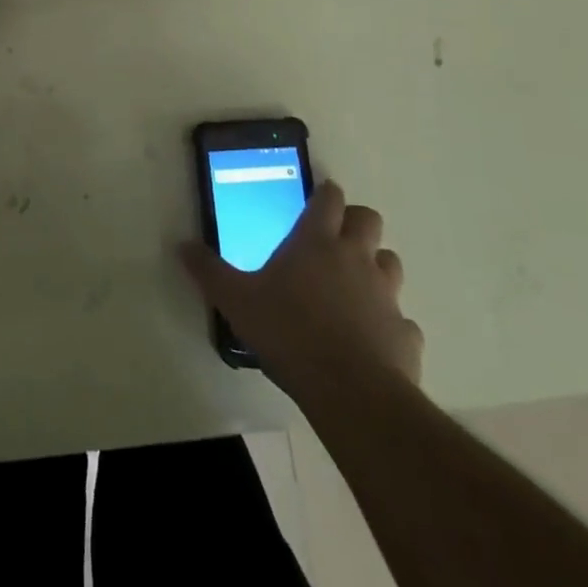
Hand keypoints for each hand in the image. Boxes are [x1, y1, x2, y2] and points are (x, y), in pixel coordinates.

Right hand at [181, 180, 422, 394]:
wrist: (352, 392)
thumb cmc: (288, 332)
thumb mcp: (236, 300)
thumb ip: (209, 271)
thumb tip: (181, 245)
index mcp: (315, 242)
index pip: (329, 199)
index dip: (325, 194)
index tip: (318, 198)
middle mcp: (355, 258)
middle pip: (368, 220)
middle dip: (355, 222)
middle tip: (334, 238)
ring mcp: (386, 294)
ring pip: (390, 262)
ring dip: (375, 266)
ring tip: (354, 285)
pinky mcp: (406, 333)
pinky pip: (401, 319)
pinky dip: (389, 322)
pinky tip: (371, 338)